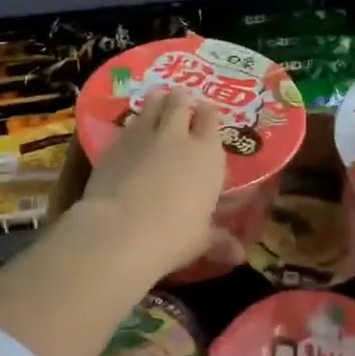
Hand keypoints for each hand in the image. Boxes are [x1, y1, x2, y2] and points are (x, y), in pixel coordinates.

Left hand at [73, 91, 230, 280]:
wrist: (121, 230)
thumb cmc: (173, 236)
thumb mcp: (201, 240)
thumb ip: (219, 240)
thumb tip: (240, 256)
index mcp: (207, 154)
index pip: (211, 119)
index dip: (208, 114)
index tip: (206, 114)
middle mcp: (177, 137)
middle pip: (180, 103)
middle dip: (180, 100)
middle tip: (179, 101)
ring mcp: (143, 136)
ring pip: (152, 105)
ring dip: (155, 102)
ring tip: (156, 100)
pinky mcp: (114, 144)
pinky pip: (127, 125)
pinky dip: (132, 124)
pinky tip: (130, 131)